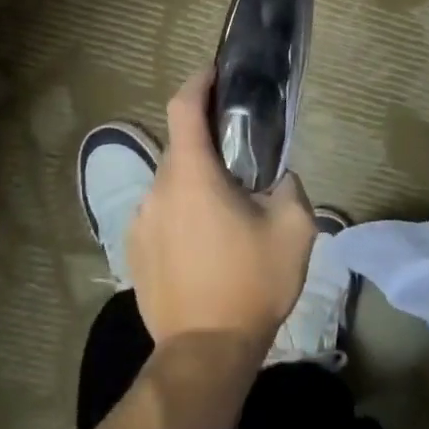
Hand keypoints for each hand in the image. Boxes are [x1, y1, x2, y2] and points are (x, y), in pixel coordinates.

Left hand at [126, 71, 319, 354]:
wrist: (204, 354)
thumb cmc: (250, 283)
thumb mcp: (294, 229)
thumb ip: (290, 187)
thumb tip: (277, 179)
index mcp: (191, 174)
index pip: (183, 106)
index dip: (198, 82)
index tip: (216, 74)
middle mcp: (157, 189)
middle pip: (181, 148)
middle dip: (208, 145)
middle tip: (243, 161)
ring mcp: (139, 222)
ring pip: (172, 185)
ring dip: (196, 185)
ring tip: (227, 214)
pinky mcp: (134, 251)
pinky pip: (161, 216)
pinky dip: (182, 215)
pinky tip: (205, 247)